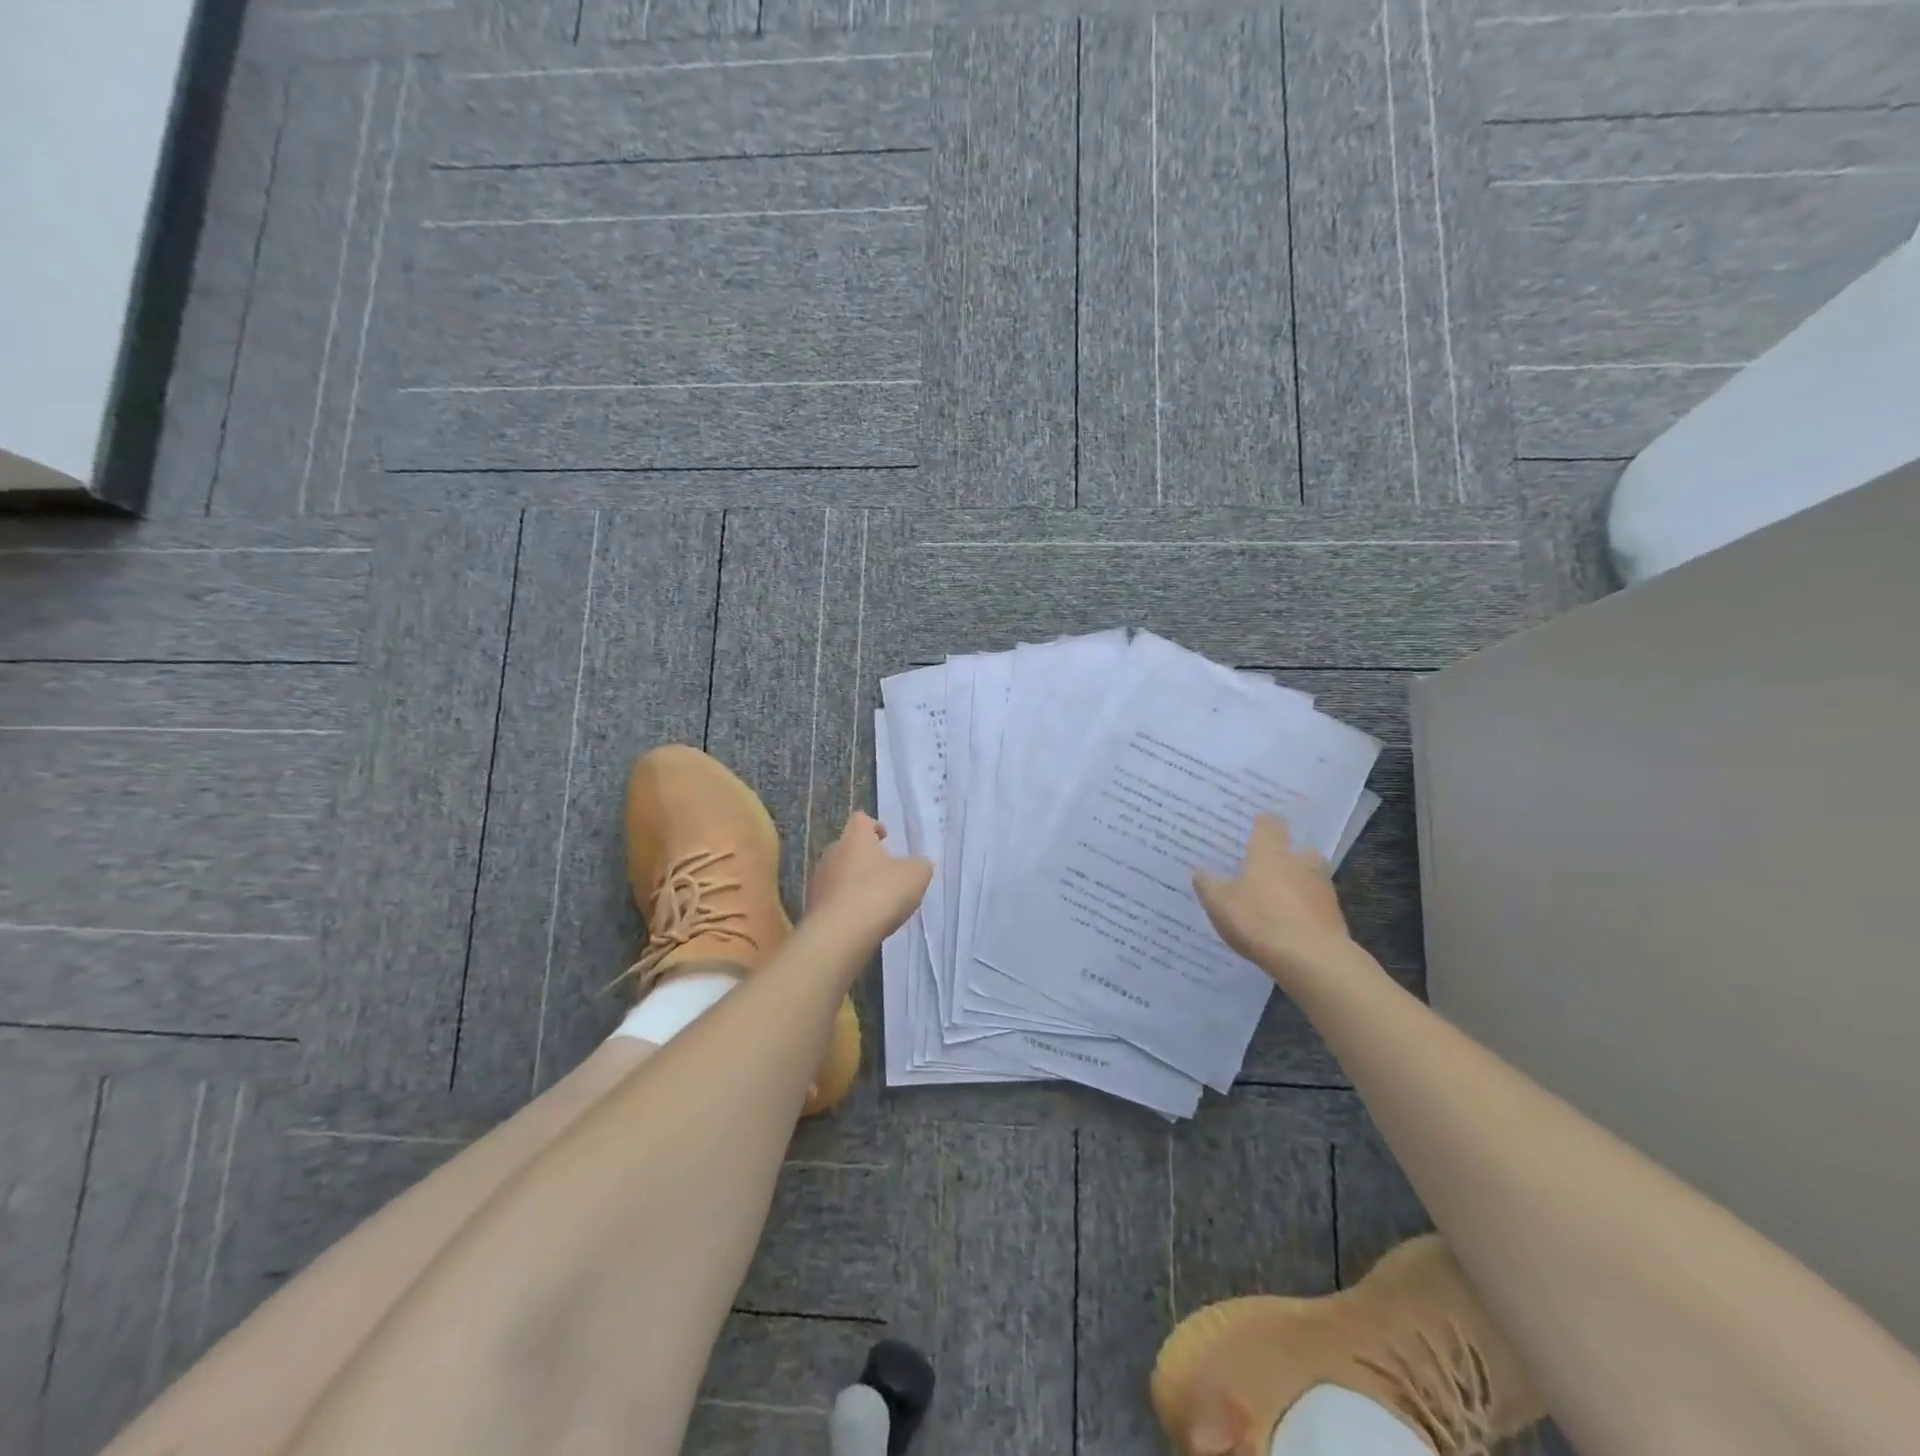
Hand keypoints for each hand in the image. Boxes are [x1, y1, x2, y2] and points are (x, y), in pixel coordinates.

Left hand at [806, 813, 931, 940]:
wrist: (839, 935)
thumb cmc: (879, 894)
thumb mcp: (915, 877)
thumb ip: (920, 866)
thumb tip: (918, 865)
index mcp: (855, 839)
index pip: (861, 820)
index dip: (874, 826)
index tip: (886, 837)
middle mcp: (832, 854)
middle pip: (848, 848)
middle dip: (865, 858)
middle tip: (884, 873)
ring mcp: (818, 881)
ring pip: (839, 875)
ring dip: (854, 883)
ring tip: (874, 901)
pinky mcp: (813, 907)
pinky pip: (833, 900)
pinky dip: (846, 906)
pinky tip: (861, 921)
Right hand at [1194, 814, 1356, 983]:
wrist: (1312, 958)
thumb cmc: (1259, 920)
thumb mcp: (1220, 903)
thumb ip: (1208, 884)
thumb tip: (1200, 870)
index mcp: (1270, 853)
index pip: (1270, 825)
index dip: (1264, 822)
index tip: (1257, 821)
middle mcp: (1299, 863)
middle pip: (1299, 850)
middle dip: (1288, 854)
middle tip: (1271, 862)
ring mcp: (1321, 889)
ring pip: (1311, 877)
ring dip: (1299, 882)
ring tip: (1281, 896)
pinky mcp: (1334, 916)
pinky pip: (1316, 904)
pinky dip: (1306, 909)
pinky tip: (1293, 923)